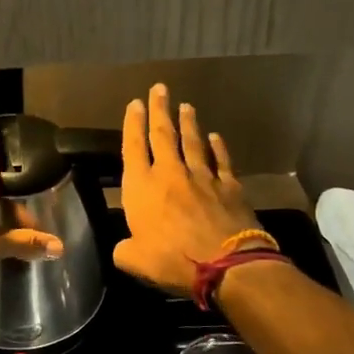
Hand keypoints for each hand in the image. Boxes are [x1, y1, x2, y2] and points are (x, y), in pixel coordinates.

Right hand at [113, 83, 260, 295]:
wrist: (226, 264)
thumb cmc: (173, 260)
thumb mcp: (134, 261)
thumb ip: (124, 250)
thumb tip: (124, 247)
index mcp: (142, 188)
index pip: (133, 148)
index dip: (132, 124)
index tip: (134, 104)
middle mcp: (170, 174)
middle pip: (163, 135)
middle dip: (160, 110)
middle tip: (160, 89)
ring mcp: (202, 177)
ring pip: (193, 142)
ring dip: (188, 123)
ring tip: (186, 106)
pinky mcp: (229, 186)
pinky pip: (222, 160)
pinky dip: (218, 147)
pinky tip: (216, 136)